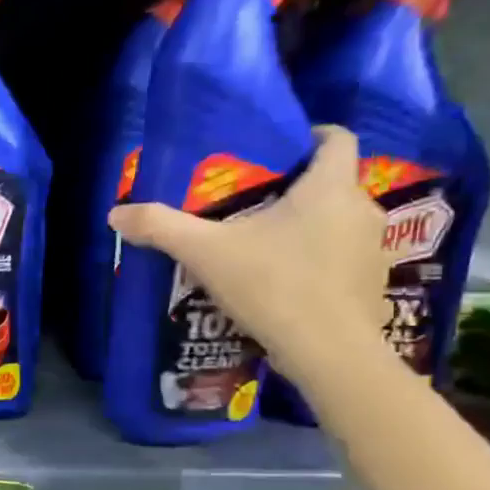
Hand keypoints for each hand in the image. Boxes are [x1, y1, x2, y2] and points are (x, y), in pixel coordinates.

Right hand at [108, 125, 389, 380]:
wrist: (329, 354)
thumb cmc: (273, 286)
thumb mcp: (206, 253)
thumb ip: (162, 228)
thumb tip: (116, 213)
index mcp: (330, 187)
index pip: (337, 138)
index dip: (311, 135)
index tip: (279, 151)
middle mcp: (362, 209)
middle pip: (333, 183)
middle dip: (298, 189)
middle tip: (254, 204)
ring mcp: (374, 249)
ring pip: (338, 223)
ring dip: (309, 227)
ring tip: (266, 246)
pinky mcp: (372, 285)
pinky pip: (343, 259)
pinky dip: (319, 262)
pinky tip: (287, 284)